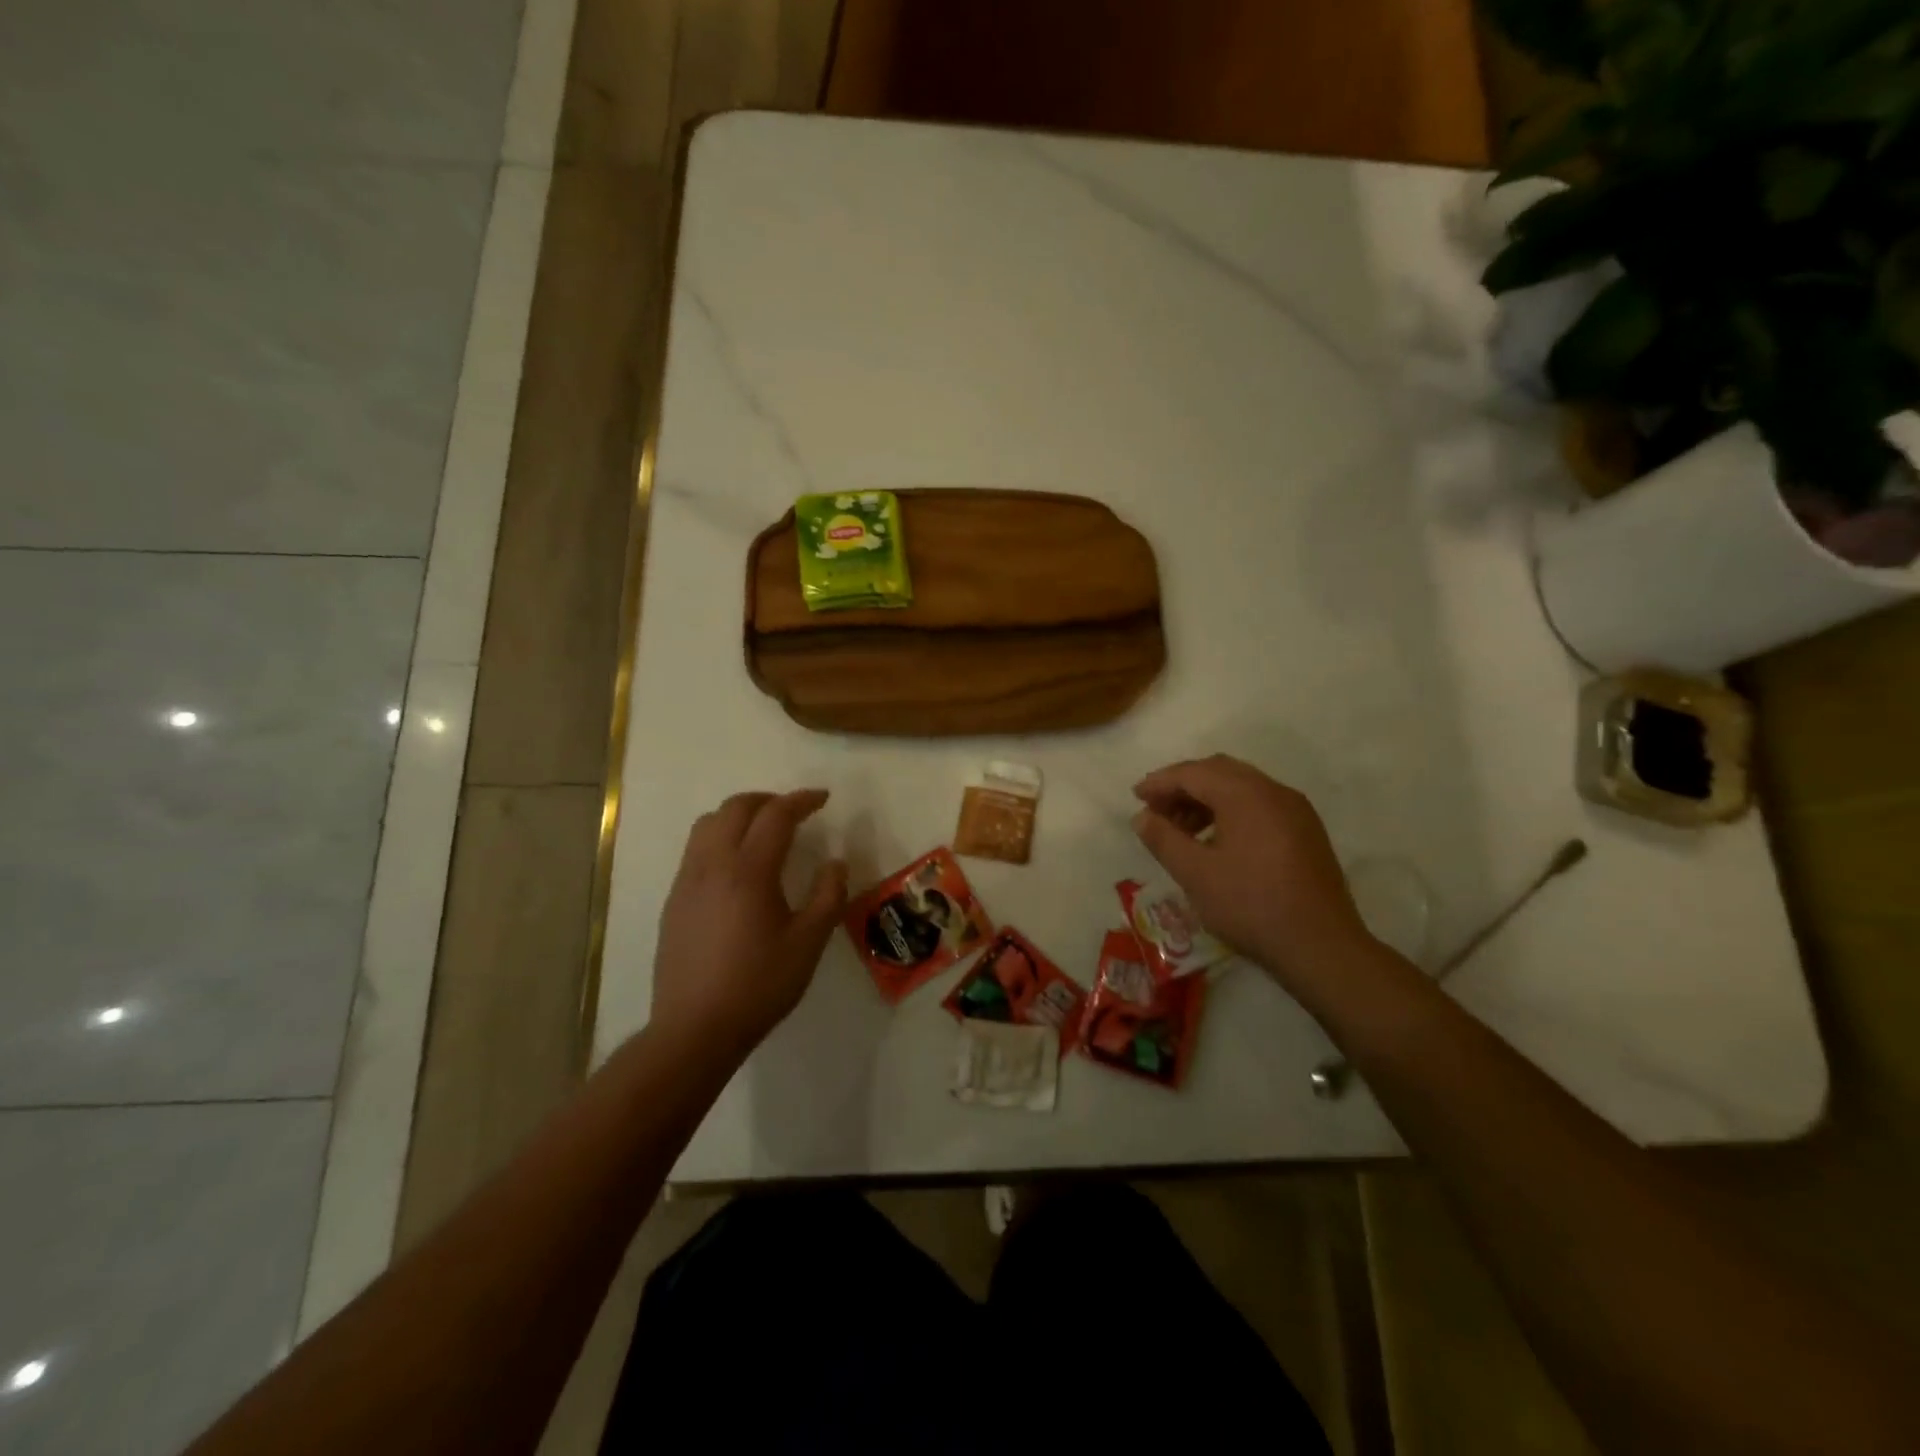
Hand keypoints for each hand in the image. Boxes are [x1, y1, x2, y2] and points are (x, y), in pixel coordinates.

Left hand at [651, 789, 847, 1061]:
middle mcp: (713, 864)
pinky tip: (736, 866)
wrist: (694, 1028)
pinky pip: (696, 848)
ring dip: (739, 814)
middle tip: (795, 811)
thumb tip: (836, 863)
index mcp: (749, 870)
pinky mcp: (674, 899)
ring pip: (708, 823)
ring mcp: (687, 880)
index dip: (802, 800)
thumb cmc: (759, 985)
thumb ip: (827, 896)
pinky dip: (720, 837)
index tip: (823, 799)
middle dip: (768, 800)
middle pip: (736, 808)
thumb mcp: (808, 943)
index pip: (776, 815)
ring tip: (763, 830)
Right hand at [1132, 755, 1369, 990]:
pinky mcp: (1306, 832)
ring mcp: (1296, 810)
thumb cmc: (1251, 905)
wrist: (1321, 946)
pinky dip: (1230, 811)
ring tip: (1181, 831)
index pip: (1194, 773)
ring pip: (1241, 787)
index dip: (1161, 782)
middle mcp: (1274, 792)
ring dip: (1206, 800)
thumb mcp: (1195, 874)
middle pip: (1219, 772)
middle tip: (1156, 811)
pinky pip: (1260, 805)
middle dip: (1183, 786)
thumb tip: (1143, 817)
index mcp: (1247, 795)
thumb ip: (1163, 839)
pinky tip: (1216, 841)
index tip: (1136, 797)